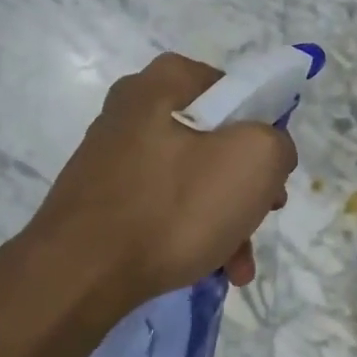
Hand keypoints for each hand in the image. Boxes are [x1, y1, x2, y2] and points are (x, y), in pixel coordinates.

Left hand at [0, 53, 297, 314]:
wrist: (78, 274)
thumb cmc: (174, 206)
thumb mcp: (254, 160)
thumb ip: (278, 143)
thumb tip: (269, 152)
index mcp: (164, 82)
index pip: (238, 91)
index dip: (265, 131)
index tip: (273, 172)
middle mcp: (133, 108)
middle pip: (217, 140)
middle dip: (247, 186)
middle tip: (263, 215)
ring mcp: (113, 154)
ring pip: (193, 179)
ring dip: (225, 219)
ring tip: (237, 265)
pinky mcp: (103, 197)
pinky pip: (164, 205)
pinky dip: (191, 232)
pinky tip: (209, 269)